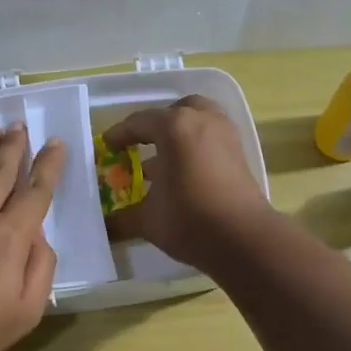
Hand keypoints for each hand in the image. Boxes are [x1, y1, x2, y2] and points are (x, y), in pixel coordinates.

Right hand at [104, 95, 270, 269]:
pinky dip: (196, 146)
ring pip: (198, 121)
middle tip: (142, 144)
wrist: (244, 239)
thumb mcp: (148, 220)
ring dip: (180, 134)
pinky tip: (185, 173)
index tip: (107, 146)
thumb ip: (123, 218)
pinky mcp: (240, 153)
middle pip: (174, 112)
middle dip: (156, 125)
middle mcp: (202, 120)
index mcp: (174, 127)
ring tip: (164, 160)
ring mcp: (225, 134)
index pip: (139, 123)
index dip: (120, 135)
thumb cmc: (189, 220)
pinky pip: (212, 137)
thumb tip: (106, 226)